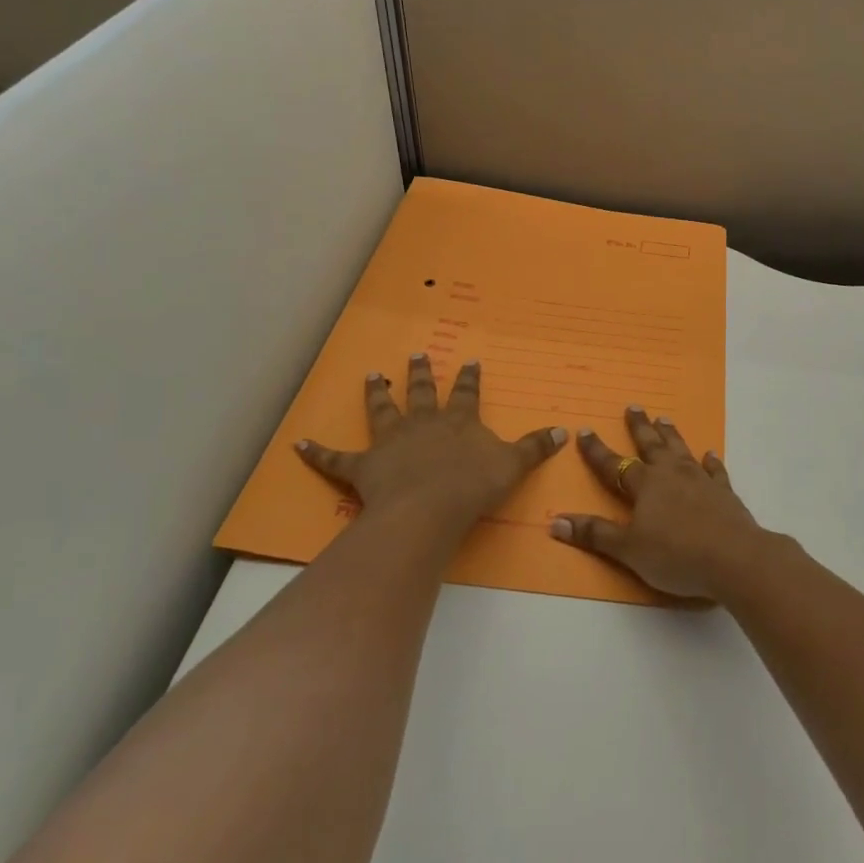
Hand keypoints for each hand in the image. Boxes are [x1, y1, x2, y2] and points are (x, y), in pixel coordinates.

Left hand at [296, 355, 566, 529]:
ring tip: (372, 376)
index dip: (470, 378)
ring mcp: (391, 442)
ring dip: (376, 394)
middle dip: (421, 374)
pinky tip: (299, 444)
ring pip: (382, 411)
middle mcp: (423, 423)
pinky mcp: (363, 467)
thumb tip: (564, 431)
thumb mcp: (513, 466)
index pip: (467, 394)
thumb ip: (536, 448)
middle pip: (422, 393)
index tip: (470, 361)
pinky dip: (317, 452)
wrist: (429, 508)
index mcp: (458, 421)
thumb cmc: (473, 486)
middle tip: (417, 355)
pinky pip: (336, 459)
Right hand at [550, 406, 774, 601]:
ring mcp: (701, 481)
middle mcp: (672, 475)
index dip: (597, 450)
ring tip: (665, 419)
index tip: (584, 430)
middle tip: (634, 406)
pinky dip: (711, 462)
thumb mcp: (629, 550)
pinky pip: (716, 471)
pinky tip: (710, 454)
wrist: (735, 559)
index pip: (614, 465)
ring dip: (671, 435)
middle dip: (640, 427)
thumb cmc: (676, 555)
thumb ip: (595, 534)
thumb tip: (555, 521)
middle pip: (652, 446)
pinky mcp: (725, 493)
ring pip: (682, 451)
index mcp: (646, 485)